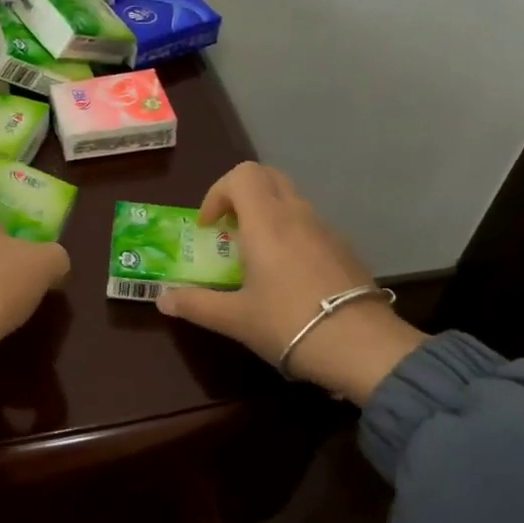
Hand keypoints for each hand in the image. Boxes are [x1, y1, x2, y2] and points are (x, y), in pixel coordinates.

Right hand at [155, 162, 424, 402]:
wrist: (361, 347)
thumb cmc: (288, 324)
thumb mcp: (234, 318)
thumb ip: (195, 304)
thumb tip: (162, 299)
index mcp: (267, 223)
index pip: (242, 176)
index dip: (217, 194)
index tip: (209, 228)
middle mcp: (297, 216)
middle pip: (268, 178)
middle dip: (241, 195)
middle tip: (227, 230)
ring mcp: (326, 230)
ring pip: (291, 199)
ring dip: (266, 214)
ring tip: (254, 256)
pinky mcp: (344, 249)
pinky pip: (309, 224)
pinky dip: (290, 233)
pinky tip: (286, 275)